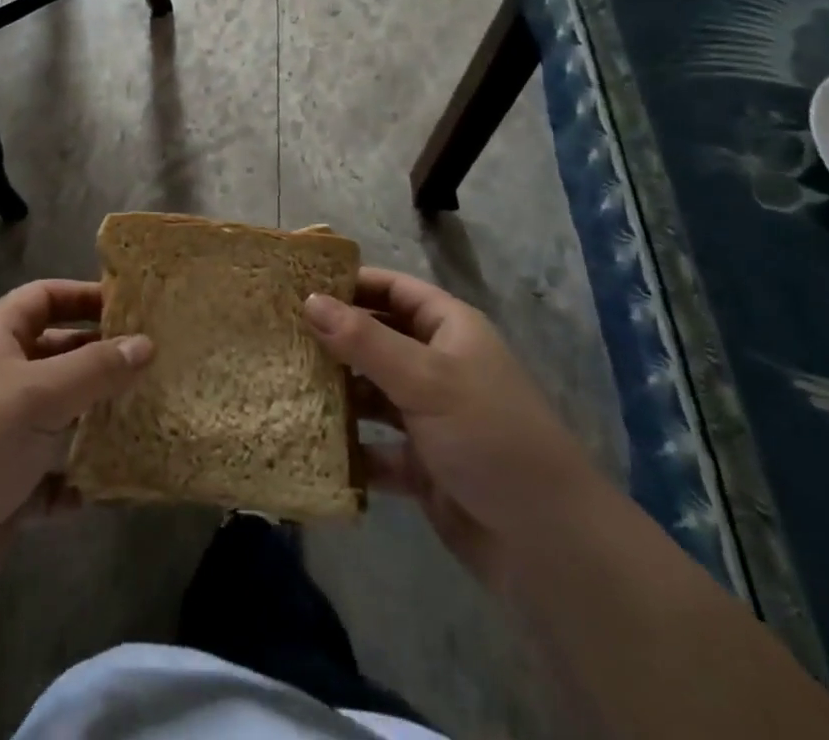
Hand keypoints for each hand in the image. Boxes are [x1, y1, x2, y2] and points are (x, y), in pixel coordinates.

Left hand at [0, 280, 151, 624]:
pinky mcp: (4, 490)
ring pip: (59, 418)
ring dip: (95, 422)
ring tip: (146, 419)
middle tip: (154, 364)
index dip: (83, 296)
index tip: (131, 306)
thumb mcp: (39, 394)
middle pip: (56, 356)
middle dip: (100, 360)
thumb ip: (96, 368)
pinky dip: (76, 480)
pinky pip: (52, 476)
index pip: (43, 298)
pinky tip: (105, 485)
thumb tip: (146, 344)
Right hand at [304, 268, 602, 577]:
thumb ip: (364, 340)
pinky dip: (350, 446)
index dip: (351, 283)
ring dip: (337, 392)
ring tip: (284, 384)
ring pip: (372, 392)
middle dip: (334, 338)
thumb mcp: (425, 379)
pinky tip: (310, 442)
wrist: (549, 545)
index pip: (393, 289)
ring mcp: (430, 416)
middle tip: (279, 334)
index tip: (299, 284)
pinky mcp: (422, 464)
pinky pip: (375, 446)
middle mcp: (438, 365)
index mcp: (449, 330)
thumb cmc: (489, 436)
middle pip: (377, 339)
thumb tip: (308, 300)